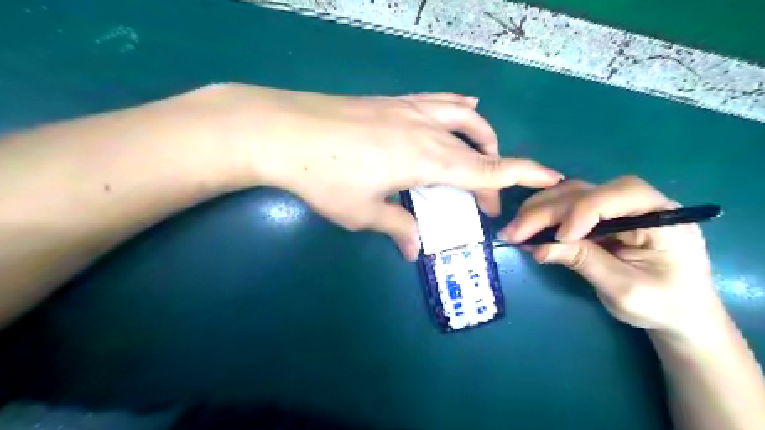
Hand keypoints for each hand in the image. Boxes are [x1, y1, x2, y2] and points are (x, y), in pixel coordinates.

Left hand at [203, 84, 559, 258]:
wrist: (283, 130)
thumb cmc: (324, 177)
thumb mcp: (362, 212)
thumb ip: (396, 227)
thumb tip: (415, 249)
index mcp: (426, 161)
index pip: (487, 169)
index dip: (523, 175)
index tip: (551, 177)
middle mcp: (427, 131)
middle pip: (478, 149)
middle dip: (492, 174)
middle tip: (485, 201)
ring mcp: (409, 110)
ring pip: (464, 118)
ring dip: (482, 137)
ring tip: (484, 153)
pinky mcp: (392, 101)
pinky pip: (438, 101)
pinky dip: (458, 109)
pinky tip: (463, 109)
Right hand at [500, 175, 723, 339]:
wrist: (678, 314)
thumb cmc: (663, 306)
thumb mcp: (625, 289)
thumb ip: (584, 262)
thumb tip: (538, 248)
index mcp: (662, 216)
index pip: (620, 194)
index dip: (583, 211)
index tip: (559, 238)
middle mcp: (638, 203)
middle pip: (585, 193)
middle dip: (546, 212)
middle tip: (513, 233)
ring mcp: (616, 208)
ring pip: (570, 194)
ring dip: (538, 211)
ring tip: (514, 230)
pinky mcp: (599, 217)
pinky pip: (566, 207)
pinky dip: (543, 217)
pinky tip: (527, 229)